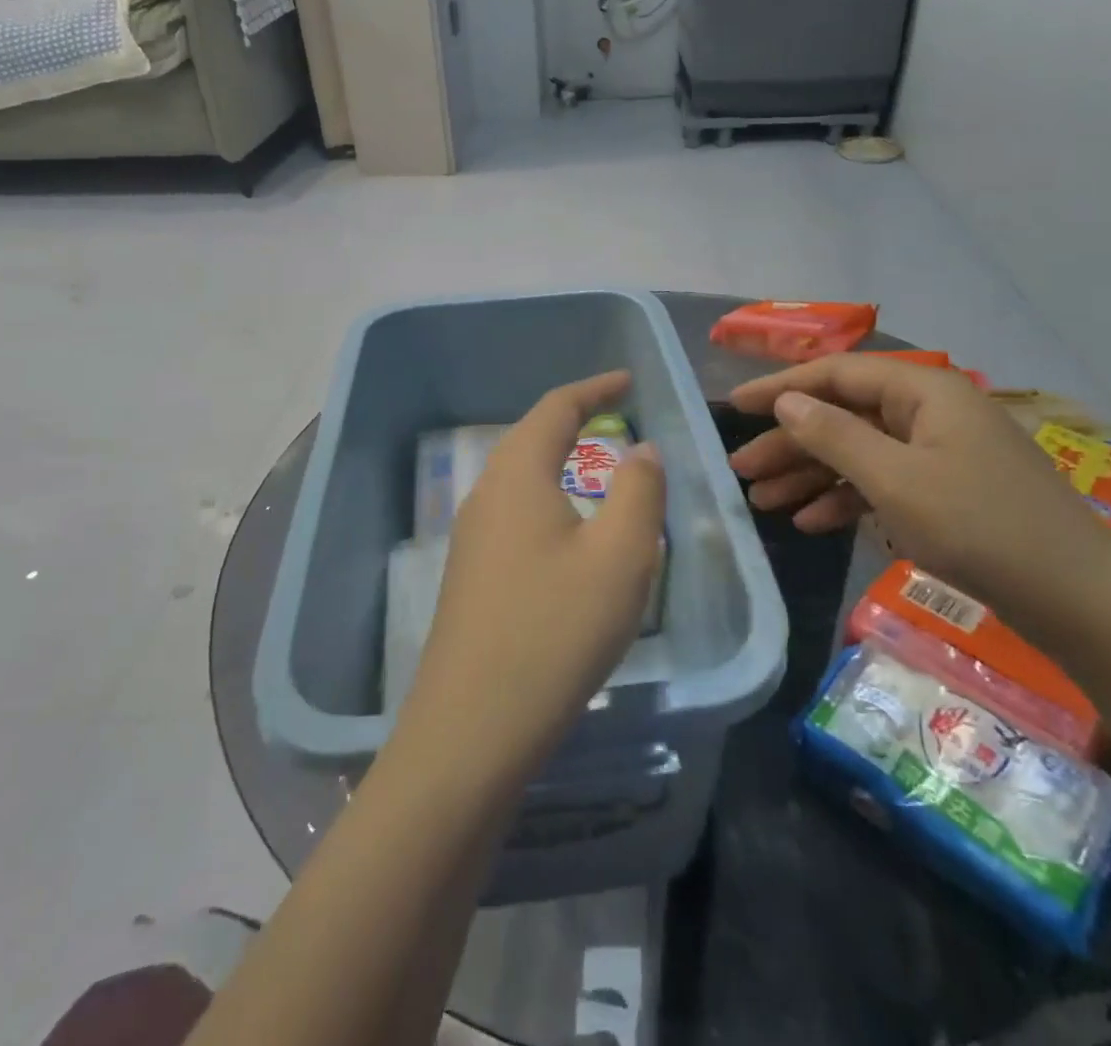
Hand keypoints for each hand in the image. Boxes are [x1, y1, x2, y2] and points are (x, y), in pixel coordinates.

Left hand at [403, 372, 666, 782]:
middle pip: (531, 437)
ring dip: (560, 462)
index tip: (627, 381)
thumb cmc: (556, 630)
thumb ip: (639, 491)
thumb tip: (641, 451)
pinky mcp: (469, 577)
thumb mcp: (620, 556)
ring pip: (520, 479)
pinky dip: (548, 501)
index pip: (556, 407)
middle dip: (575, 421)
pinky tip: (567, 535)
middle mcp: (485, 495)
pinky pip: (514, 515)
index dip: (594, 388)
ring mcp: (470, 538)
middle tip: (617, 418)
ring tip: (598, 471)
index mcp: (517, 475)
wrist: (472, 729)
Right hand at [729, 355, 1110, 638]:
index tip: (734, 406)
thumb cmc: (980, 527)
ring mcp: (939, 452)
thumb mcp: (894, 480)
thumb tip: (786, 402)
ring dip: (810, 474)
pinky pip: (881, 482)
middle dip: (789, 442)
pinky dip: (845, 499)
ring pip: (858, 451)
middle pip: (842, 415)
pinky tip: (810, 522)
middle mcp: (928, 411)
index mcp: (921, 390)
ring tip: (762, 501)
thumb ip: (834, 436)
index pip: (835, 374)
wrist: (1079, 600)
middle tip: (741, 470)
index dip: (780, 388)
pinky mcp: (946, 490)